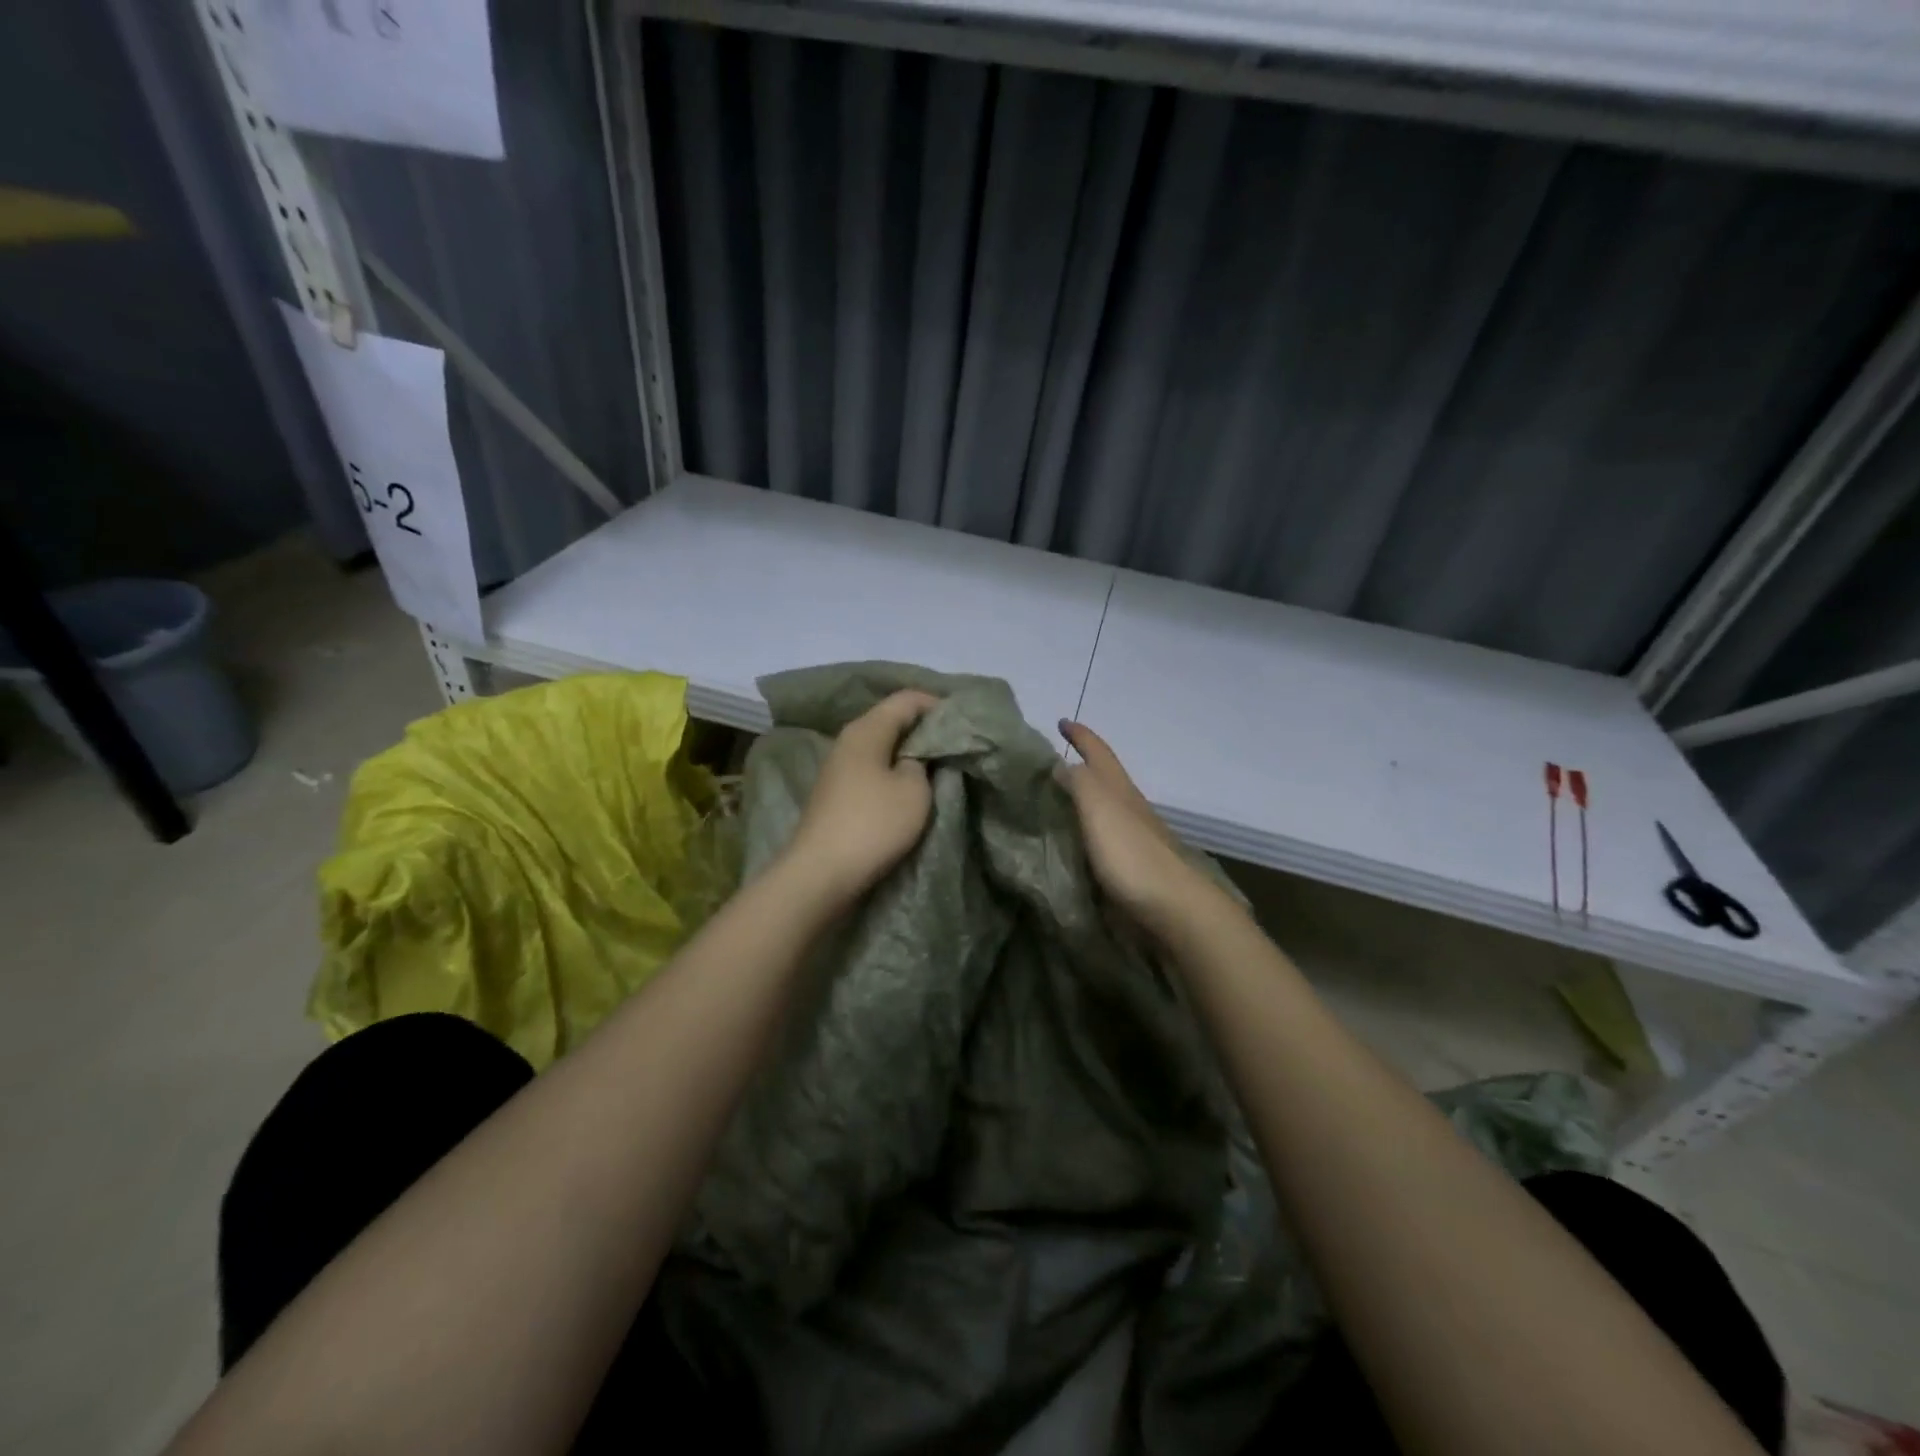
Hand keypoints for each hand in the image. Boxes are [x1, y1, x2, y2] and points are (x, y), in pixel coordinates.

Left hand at [784, 690, 939, 902]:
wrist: (821, 873)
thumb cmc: (873, 825)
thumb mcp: (914, 791)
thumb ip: (922, 763)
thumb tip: (916, 756)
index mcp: (866, 729)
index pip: (906, 699)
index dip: (937, 704)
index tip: (963, 722)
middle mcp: (848, 740)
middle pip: (891, 720)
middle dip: (923, 729)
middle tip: (955, 744)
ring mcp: (839, 767)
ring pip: (882, 747)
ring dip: (908, 753)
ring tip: (938, 767)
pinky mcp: (837, 793)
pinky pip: (872, 770)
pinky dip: (893, 772)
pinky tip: (910, 788)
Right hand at [1056, 720, 1213, 935]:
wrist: (1174, 909)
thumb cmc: (1132, 854)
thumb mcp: (1099, 808)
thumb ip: (1079, 783)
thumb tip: (1061, 764)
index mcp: (1120, 790)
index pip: (1098, 752)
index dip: (1080, 735)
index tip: (1062, 721)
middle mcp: (1130, 808)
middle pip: (1105, 778)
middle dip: (1082, 765)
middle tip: (1052, 763)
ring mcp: (1135, 838)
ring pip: (1106, 808)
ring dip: (1085, 799)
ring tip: (1057, 802)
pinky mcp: (1134, 867)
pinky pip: (1104, 838)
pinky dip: (1087, 830)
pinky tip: (1075, 843)